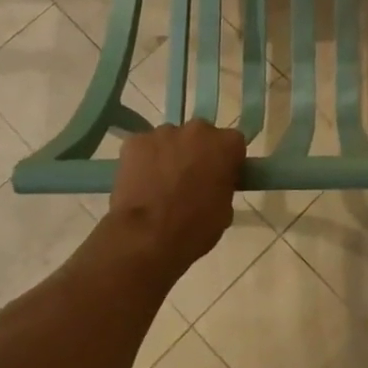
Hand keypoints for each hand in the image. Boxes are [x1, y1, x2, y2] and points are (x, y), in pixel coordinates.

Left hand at [106, 121, 245, 274]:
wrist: (146, 237)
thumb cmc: (194, 227)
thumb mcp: (225, 210)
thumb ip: (223, 185)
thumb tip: (213, 183)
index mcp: (226, 144)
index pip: (233, 144)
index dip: (226, 161)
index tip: (220, 178)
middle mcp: (197, 129)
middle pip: (200, 136)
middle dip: (197, 152)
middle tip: (189, 180)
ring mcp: (163, 132)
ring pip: (170, 140)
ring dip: (169, 155)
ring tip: (160, 186)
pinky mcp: (134, 141)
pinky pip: (143, 148)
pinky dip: (143, 161)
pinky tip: (140, 184)